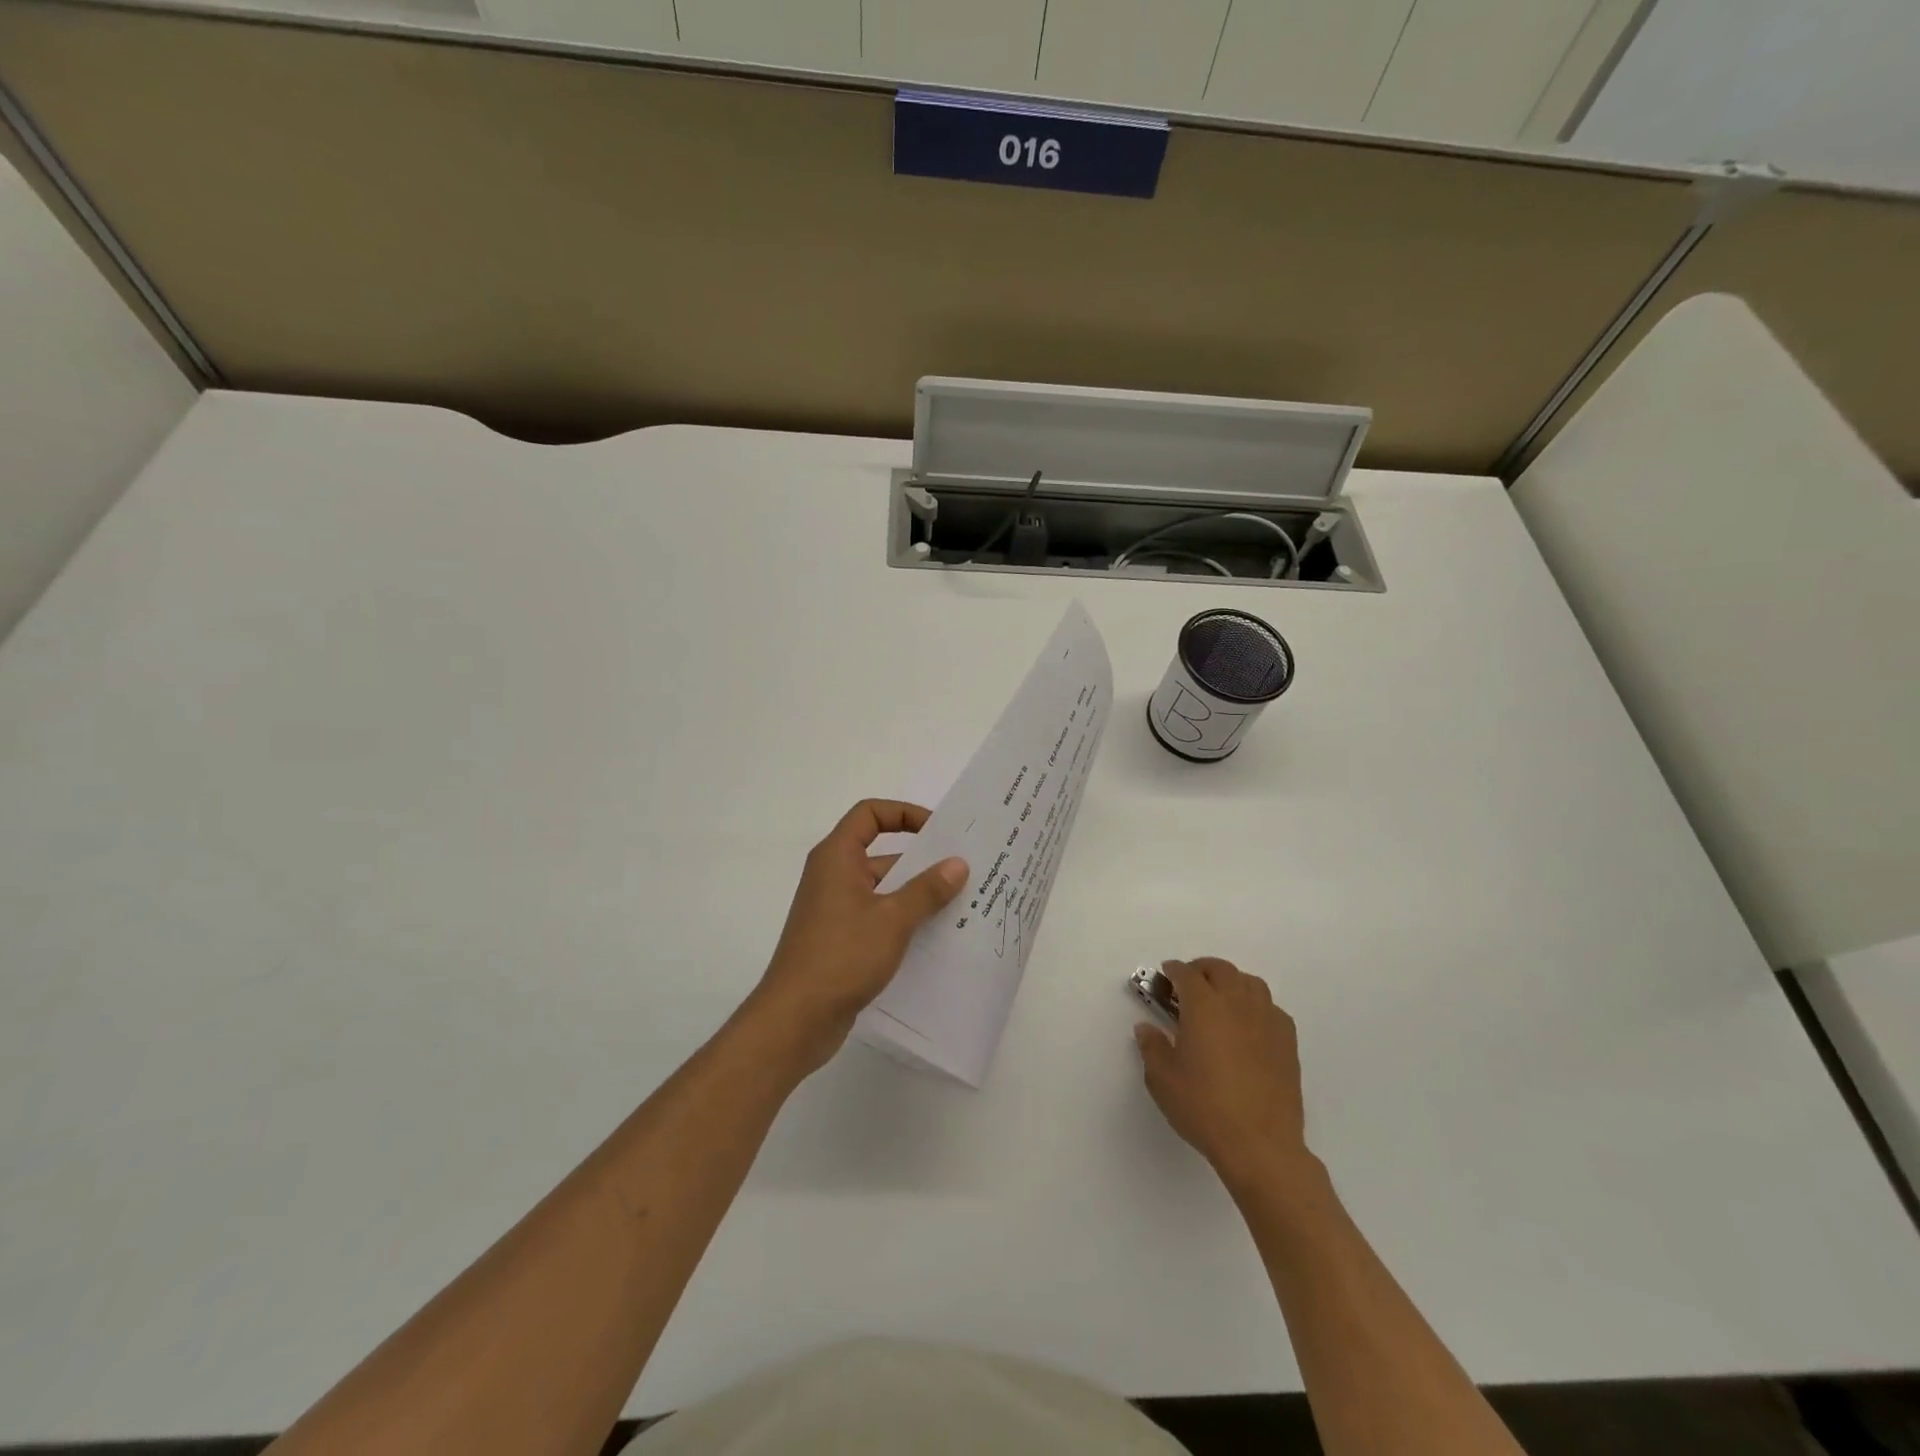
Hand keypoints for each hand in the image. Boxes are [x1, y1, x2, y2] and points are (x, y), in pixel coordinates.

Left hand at [746, 800, 967, 1077]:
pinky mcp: (841, 940)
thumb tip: (958, 863)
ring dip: (917, 894)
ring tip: (961, 903)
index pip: (870, 814)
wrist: (796, 1019)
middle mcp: (833, 876)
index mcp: (837, 857)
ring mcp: (835, 910)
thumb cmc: (842, 955)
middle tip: (964, 868)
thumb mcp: (893, 919)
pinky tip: (937, 936)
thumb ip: (928, 889)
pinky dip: (904, 921)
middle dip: (922, 859)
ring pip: (883, 889)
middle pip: (881, 852)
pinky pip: (878, 918)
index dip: (904, 813)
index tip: (939, 829)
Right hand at [1135, 958, 1312, 1193]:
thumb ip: (1152, 1047)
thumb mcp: (1162, 1079)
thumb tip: (1146, 1028)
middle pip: (1221, 969)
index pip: (1186, 974)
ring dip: (1231, 982)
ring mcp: (1266, 1020)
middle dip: (1202, 969)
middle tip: (1189, 984)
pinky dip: (1256, 1005)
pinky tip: (1248, 1026)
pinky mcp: (1287, 1042)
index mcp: (1203, 1006)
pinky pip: (1271, 1008)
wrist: (1259, 1144)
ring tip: (1220, 1000)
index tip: (1165, 975)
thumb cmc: (1204, 1107)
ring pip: (1250, 983)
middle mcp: (1237, 1003)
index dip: (1173, 971)